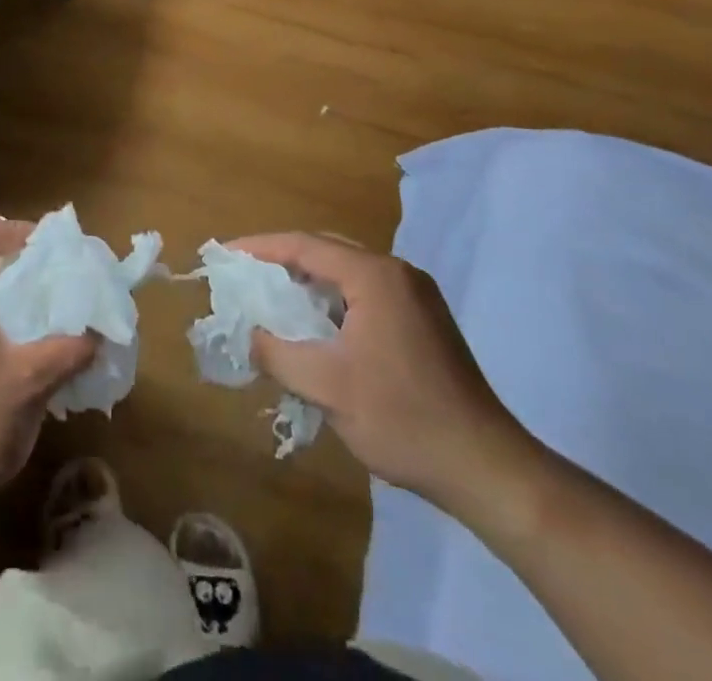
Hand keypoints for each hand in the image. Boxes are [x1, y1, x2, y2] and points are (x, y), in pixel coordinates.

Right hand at [230, 232, 534, 512]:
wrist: (486, 467)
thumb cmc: (402, 418)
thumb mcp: (326, 387)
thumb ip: (277, 353)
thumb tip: (249, 335)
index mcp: (374, 276)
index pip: (304, 245)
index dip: (260, 248)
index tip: (225, 256)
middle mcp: (397, 272)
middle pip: (326, 250)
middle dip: (282, 261)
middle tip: (245, 277)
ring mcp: (416, 295)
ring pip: (347, 273)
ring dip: (309, 282)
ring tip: (273, 301)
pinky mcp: (424, 319)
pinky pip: (366, 293)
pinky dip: (334, 300)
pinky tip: (317, 328)